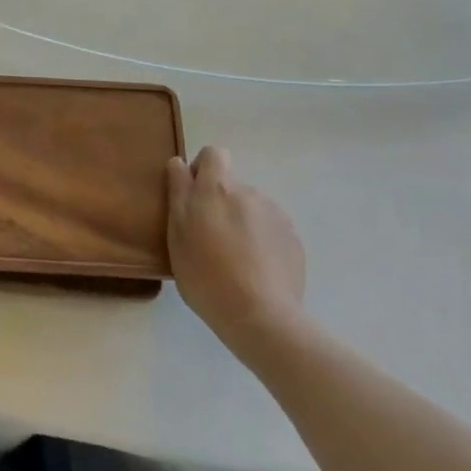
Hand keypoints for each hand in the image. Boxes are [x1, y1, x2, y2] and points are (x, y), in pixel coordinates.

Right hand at [167, 146, 306, 350]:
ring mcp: (275, 214)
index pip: (213, 154)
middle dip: (220, 203)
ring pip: (251, 208)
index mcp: (217, 188)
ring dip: (242, 222)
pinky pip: (271, 229)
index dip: (202, 169)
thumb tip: (180, 163)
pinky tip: (257, 270)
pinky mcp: (293, 237)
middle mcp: (248, 191)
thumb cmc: (206, 276)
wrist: (261, 316)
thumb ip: (179, 192)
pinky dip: (262, 241)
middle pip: (231, 185)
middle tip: (210, 239)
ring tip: (236, 260)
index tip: (194, 197)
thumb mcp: (177, 234)